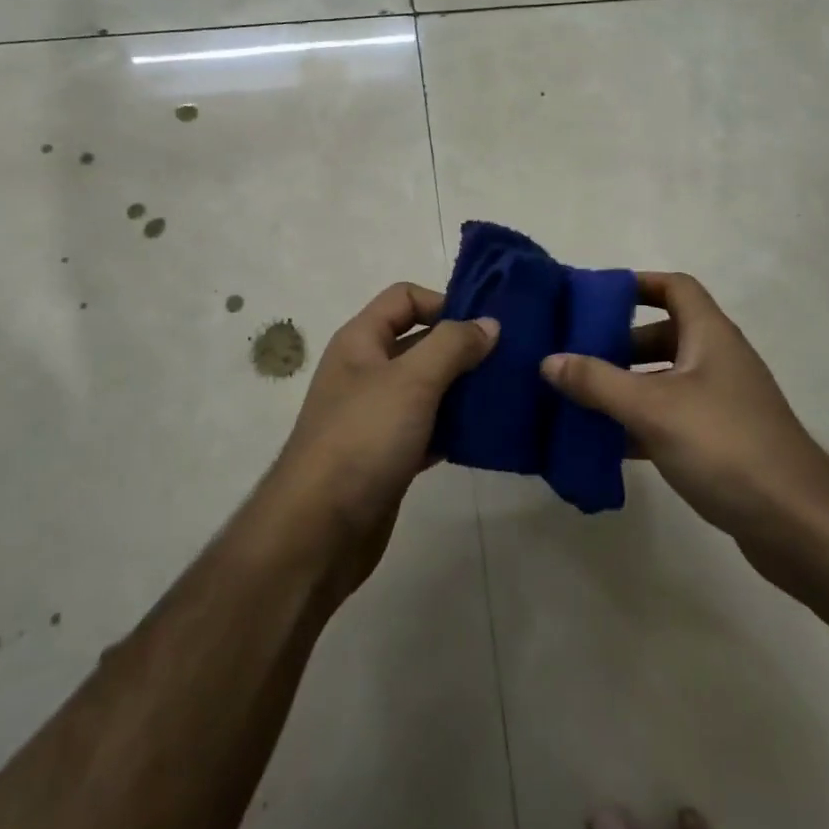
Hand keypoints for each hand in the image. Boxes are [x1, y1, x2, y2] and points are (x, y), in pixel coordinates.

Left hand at [268, 283, 496, 575]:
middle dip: (463, 348)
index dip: (444, 302)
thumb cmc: (363, 439)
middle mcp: (367, 371)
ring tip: (507, 395)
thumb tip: (489, 324)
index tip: (485, 326)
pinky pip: (429, 428)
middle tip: (510, 361)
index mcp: (361, 341)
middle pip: (421, 342)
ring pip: (428, 388)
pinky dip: (454, 428)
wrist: (318, 530)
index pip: (405, 298)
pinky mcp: (389, 455)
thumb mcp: (411, 380)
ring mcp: (377, 416)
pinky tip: (485, 435)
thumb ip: (452, 345)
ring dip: (464, 389)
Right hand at [541, 272, 828, 573]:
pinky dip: (639, 425)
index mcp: (710, 336)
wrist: (797, 523)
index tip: (594, 299)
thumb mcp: (653, 408)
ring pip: (664, 381)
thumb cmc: (725, 445)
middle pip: (664, 335)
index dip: (637, 284)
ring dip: (625, 387)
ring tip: (578, 398)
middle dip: (619, 343)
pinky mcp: (719, 443)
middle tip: (575, 355)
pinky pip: (670, 420)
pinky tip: (604, 444)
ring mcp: (721, 404)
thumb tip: (549, 360)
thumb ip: (598, 382)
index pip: (675, 288)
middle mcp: (717, 362)